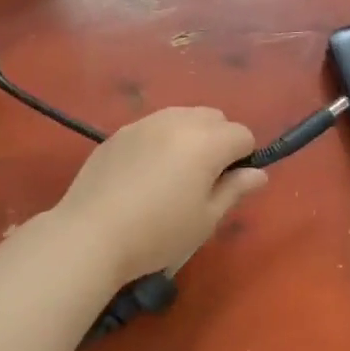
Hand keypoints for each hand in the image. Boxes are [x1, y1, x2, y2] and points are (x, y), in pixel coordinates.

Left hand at [52, 107, 267, 281]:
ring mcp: (145, 122)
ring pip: (182, 116)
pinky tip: (144, 174)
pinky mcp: (120, 132)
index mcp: (206, 141)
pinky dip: (161, 140)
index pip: (242, 134)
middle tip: (203, 180)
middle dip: (219, 141)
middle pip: (214, 117)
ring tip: (174, 175)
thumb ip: (235, 190)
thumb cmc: (158, 233)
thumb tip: (258, 174)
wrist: (91, 233)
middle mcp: (178, 121)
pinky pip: (153, 126)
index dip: (243, 159)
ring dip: (190, 136)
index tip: (227, 186)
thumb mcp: (206, 219)